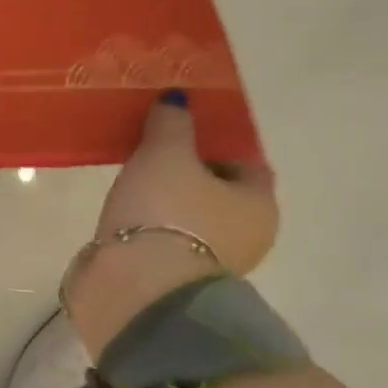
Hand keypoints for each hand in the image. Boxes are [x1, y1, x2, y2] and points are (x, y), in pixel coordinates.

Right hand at [66, 92, 277, 354]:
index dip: (219, 145)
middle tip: (154, 156)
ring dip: (170, 206)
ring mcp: (213, 267)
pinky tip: (128, 220)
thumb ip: (173, 123)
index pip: (249, 164)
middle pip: (221, 195)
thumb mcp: (166, 153)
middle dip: (192, 176)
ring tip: (133, 186)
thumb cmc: (165, 212)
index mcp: (259, 204)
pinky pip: (169, 244)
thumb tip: (177, 99)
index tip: (184, 134)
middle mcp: (248, 238)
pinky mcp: (177, 285)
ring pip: (194, 222)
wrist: (137, 288)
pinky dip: (154, 231)